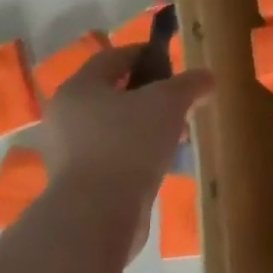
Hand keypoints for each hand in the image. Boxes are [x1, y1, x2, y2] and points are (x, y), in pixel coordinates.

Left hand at [31, 44, 212, 253]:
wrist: (97, 217)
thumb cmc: (128, 144)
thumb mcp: (169, 102)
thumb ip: (190, 83)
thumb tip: (207, 77)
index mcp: (79, 88)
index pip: (112, 57)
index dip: (144, 54)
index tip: (171, 61)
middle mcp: (65, 117)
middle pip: (112, 94)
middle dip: (147, 96)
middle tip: (177, 102)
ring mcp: (66, 154)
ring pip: (112, 128)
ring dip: (143, 127)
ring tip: (175, 136)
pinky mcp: (75, 186)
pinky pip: (110, 157)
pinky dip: (134, 155)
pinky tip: (160, 164)